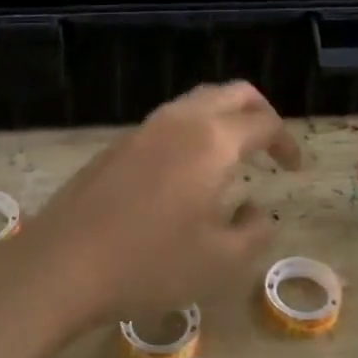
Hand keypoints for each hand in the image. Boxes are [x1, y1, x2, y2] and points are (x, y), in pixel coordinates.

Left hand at [19, 81, 302, 328]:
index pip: (264, 122)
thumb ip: (254, 232)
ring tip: (233, 155)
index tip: (295, 169)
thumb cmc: (149, 264)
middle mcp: (181, 120)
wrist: (61, 264)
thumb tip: (257, 210)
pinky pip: (171, 119)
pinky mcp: (119, 142)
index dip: (286, 142)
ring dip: (224, 117)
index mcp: (212, 141)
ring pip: (198, 100)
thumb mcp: (219, 262)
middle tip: (271, 146)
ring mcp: (145, 127)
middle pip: (232, 92)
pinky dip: (195, 129)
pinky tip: (189, 170)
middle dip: (260, 111)